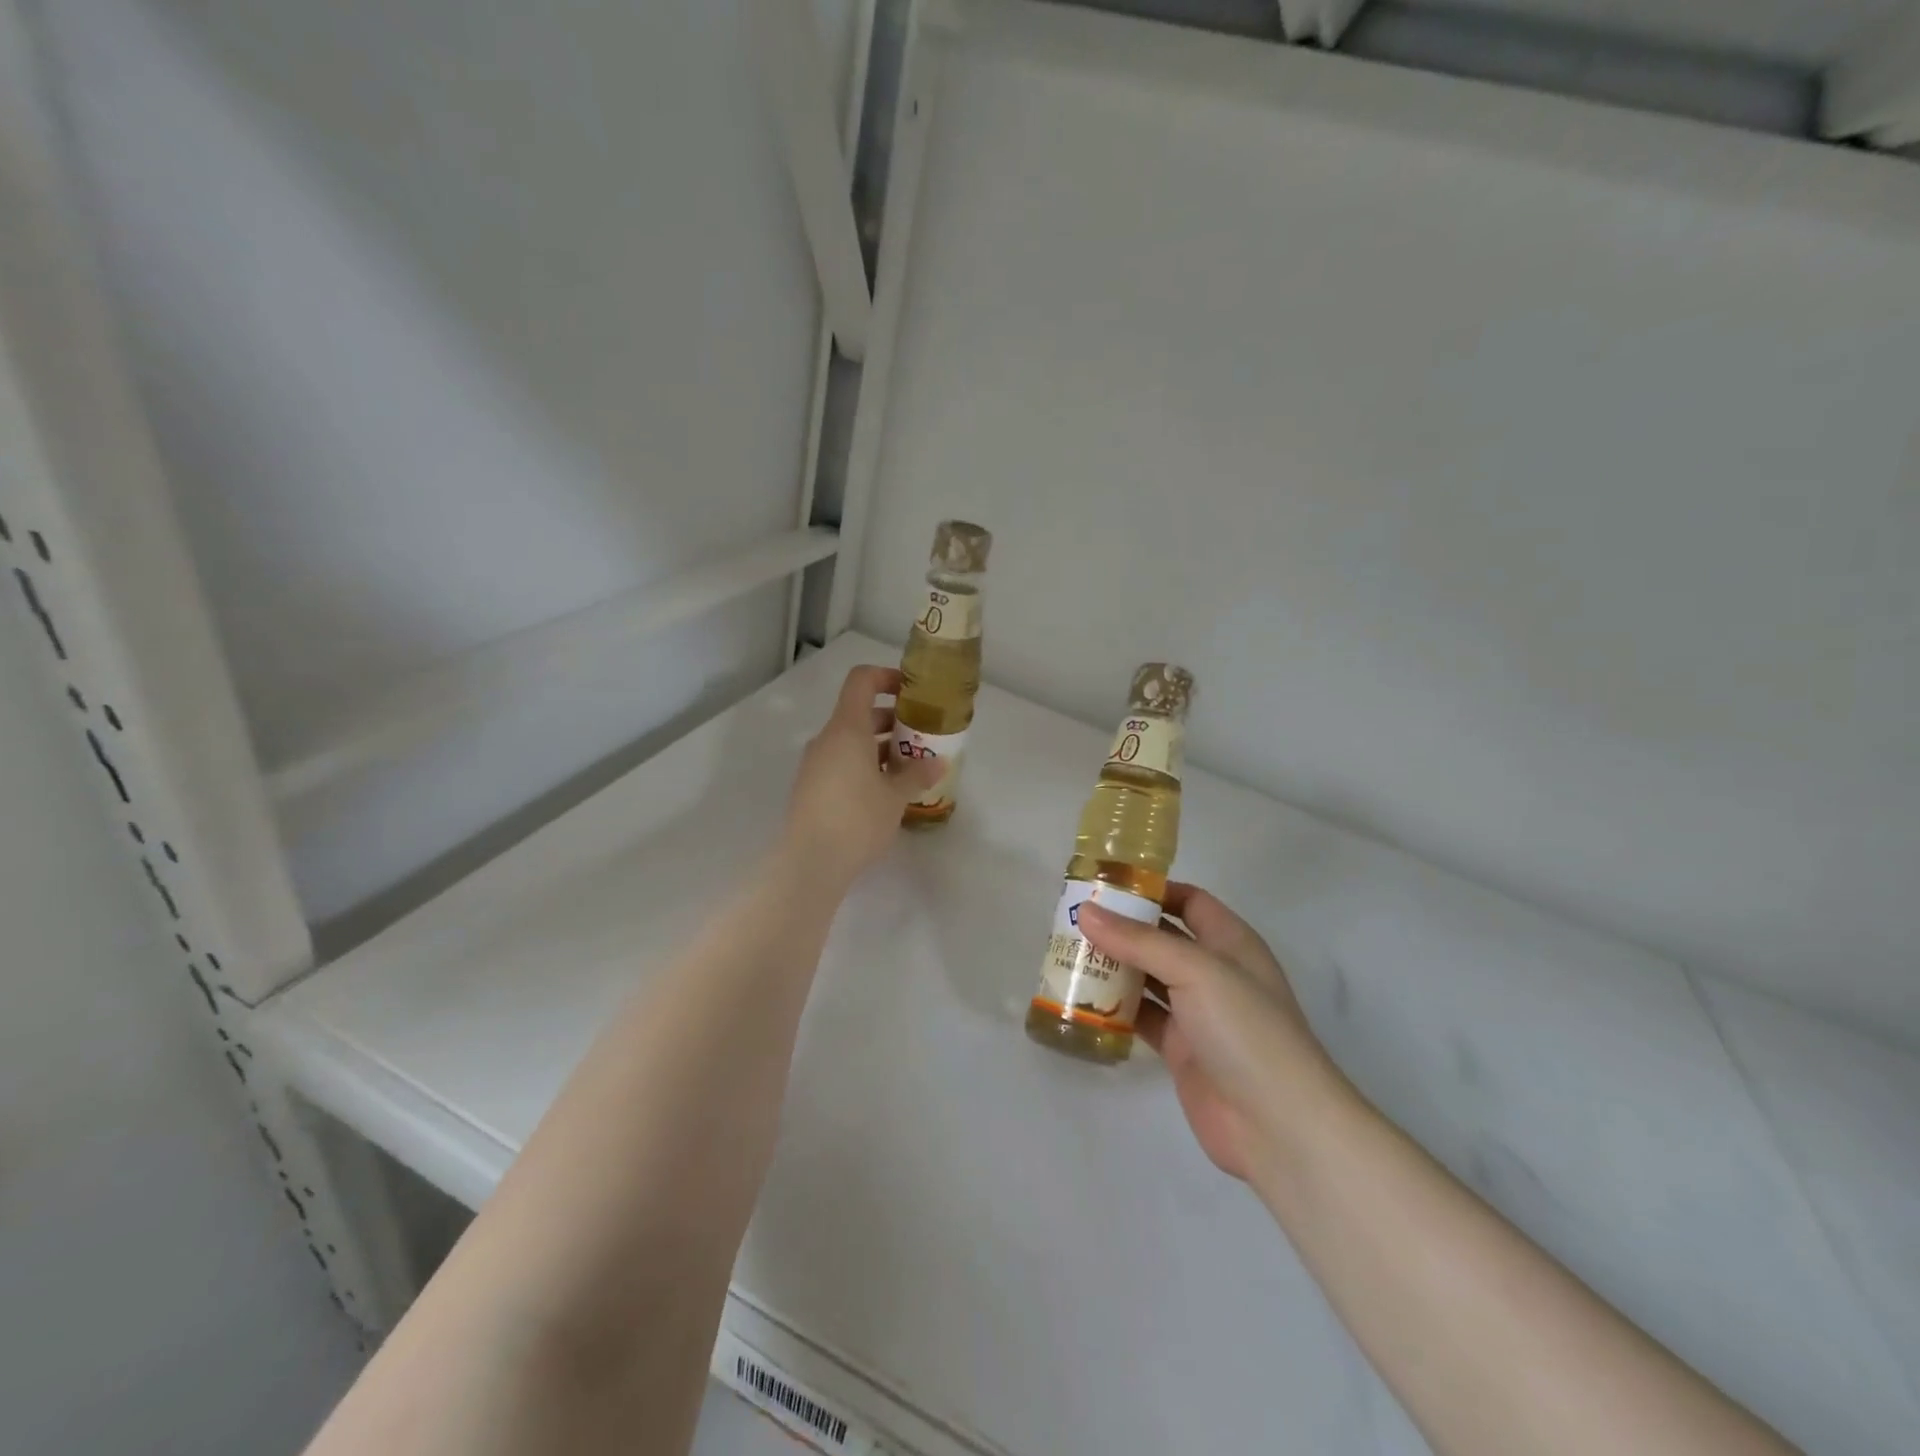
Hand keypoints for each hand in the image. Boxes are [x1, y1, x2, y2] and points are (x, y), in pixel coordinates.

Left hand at [782, 666, 940, 892]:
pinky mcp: (811, 787)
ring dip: (879, 746)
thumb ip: (917, 774)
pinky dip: (864, 764)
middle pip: (859, 712)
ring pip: (851, 741)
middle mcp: (827, 739)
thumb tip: (938, 762)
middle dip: (892, 720)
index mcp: (847, 728)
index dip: (886, 677)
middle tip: (920, 736)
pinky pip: (841, 762)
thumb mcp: (895, 796)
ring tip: (909, 767)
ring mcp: (815, 763)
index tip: (911, 692)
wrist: (810, 862)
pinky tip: (885, 791)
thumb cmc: (857, 819)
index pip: (862, 681)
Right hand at [1078, 885, 1346, 1182]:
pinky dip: (1116, 1007)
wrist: (1277, 1125)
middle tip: (1074, 919)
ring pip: (1149, 977)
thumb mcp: (1195, 970)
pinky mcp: (1181, 1048)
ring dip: (1115, 966)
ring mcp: (1198, 1013)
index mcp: (1230, 942)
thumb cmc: (1245, 1029)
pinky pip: (1143, 1017)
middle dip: (1123, 928)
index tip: (1105, 886)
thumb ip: (1138, 941)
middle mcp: (1214, 972)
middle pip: (1163, 938)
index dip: (1152, 890)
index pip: (1189, 901)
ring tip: (1069, 953)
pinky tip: (1083, 998)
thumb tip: (1086, 912)